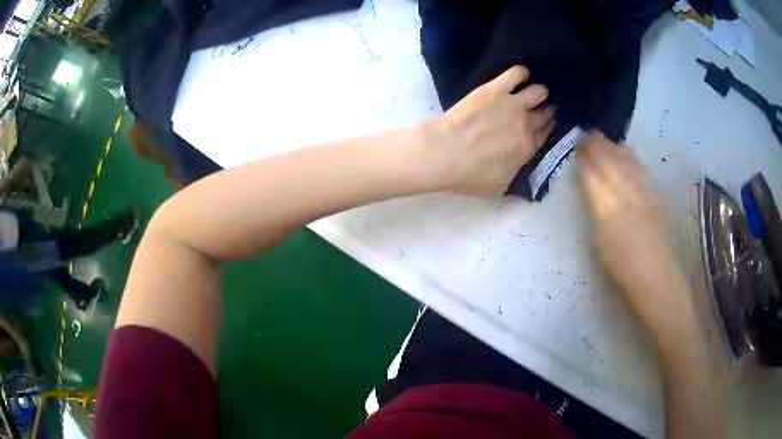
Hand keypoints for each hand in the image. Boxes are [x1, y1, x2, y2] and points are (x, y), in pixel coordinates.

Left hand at [422, 66, 553, 196]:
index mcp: (527, 149)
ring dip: (538, 93)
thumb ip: (515, 176)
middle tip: (537, 110)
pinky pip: (517, 73)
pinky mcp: (496, 89)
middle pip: (545, 114)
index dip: (546, 129)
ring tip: (530, 93)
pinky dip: (522, 73)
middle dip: (545, 112)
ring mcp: (513, 104)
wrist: (444, 152)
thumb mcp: (498, 187)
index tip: (544, 126)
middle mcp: (526, 125)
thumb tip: (521, 169)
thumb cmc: (468, 175)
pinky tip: (520, 76)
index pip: (545, 135)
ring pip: (539, 91)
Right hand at [577, 132, 686, 336]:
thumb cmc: (623, 266)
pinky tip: (623, 150)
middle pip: (608, 162)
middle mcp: (625, 194)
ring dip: (610, 146)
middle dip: (595, 147)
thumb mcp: (600, 241)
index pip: (592, 175)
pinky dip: (628, 155)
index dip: (583, 160)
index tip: (575, 149)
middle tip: (584, 136)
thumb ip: (597, 210)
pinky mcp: (653, 194)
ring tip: (600, 137)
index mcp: (607, 209)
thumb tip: (592, 189)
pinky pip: (638, 168)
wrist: (656, 274)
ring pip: (624, 161)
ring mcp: (641, 192)